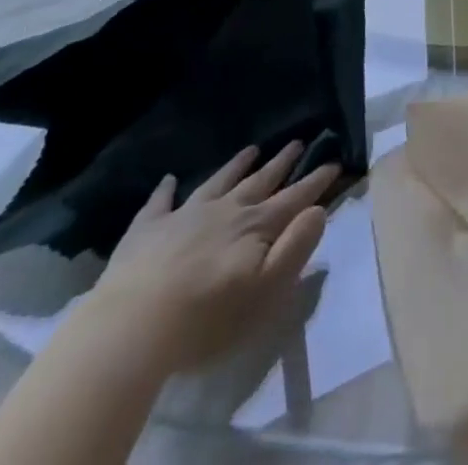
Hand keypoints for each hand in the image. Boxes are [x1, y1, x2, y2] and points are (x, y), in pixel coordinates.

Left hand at [75, 142, 337, 379]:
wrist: (133, 327)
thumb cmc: (207, 318)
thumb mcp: (266, 290)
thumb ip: (295, 248)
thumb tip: (318, 211)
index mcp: (255, 227)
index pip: (294, 199)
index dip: (315, 182)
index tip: (334, 161)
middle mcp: (225, 210)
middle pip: (259, 182)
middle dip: (281, 163)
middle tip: (297, 141)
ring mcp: (185, 216)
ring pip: (218, 182)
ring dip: (237, 165)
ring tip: (252, 149)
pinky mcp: (147, 230)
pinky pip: (160, 202)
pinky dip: (166, 189)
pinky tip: (168, 179)